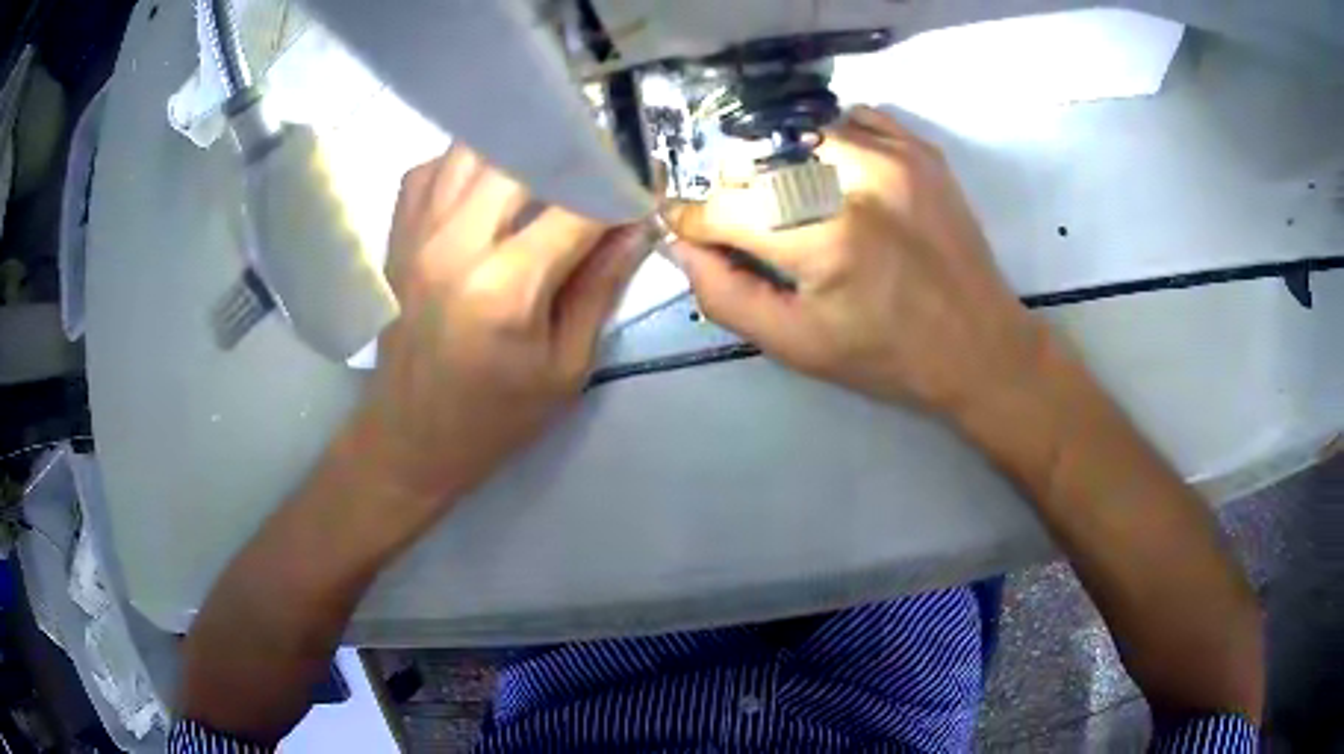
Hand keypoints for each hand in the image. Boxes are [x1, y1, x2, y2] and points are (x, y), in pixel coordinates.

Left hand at [348, 146, 648, 507]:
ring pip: (473, 148)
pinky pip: (434, 168)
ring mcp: (417, 233)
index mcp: (505, 287)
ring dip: (518, 148)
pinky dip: (468, 163)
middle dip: (572, 152)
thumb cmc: (495, 416)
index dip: (619, 191)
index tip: (641, 191)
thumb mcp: (566, 366)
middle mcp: (455, 243)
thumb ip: (601, 286)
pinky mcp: (397, 235)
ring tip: (547, 167)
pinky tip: (488, 185)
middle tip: (599, 167)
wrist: (411, 437)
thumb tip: (636, 227)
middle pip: (523, 155)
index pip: (577, 206)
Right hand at [664, 106, 1044, 417]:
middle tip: (749, 227)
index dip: (693, 219)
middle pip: (756, 161)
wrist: (981, 346)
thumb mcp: (797, 346)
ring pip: (798, 132)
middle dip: (736, 194)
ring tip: (796, 201)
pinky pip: (851, 118)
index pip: (725, 209)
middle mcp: (857, 181)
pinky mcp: (920, 150)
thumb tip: (683, 246)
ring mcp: (894, 156)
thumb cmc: (887, 357)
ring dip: (781, 164)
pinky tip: (839, 177)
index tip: (685, 225)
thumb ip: (725, 296)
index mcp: (826, 240)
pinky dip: (830, 141)